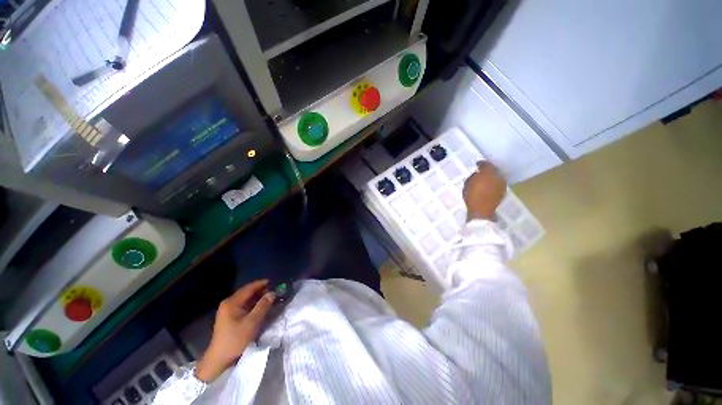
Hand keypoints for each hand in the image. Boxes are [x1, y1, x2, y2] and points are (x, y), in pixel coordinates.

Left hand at [196, 280, 275, 381]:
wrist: (219, 360)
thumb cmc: (235, 340)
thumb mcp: (252, 323)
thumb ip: (263, 306)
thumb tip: (272, 293)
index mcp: (232, 302)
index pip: (249, 288)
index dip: (262, 284)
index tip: (274, 282)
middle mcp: (229, 303)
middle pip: (247, 292)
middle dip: (261, 291)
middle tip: (274, 291)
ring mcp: (228, 311)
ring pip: (246, 299)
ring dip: (258, 297)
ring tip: (270, 298)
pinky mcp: (229, 317)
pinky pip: (244, 305)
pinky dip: (253, 304)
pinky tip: (261, 307)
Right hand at [463, 161, 506, 220]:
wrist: (481, 211)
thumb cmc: (472, 196)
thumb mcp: (468, 183)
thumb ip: (473, 176)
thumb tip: (478, 173)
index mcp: (489, 172)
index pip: (486, 164)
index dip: (481, 163)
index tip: (477, 164)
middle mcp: (499, 176)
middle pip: (493, 170)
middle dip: (488, 170)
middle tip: (481, 171)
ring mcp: (502, 185)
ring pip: (497, 177)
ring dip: (491, 177)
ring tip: (484, 179)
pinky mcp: (502, 192)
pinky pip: (497, 184)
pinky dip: (493, 184)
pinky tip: (488, 186)